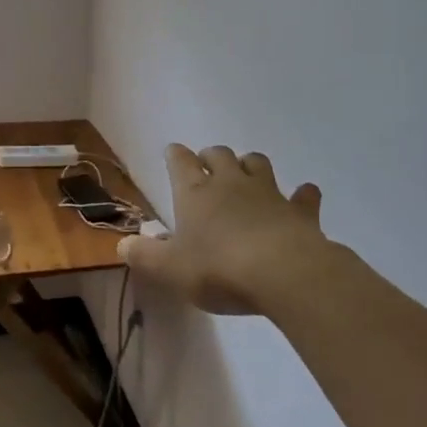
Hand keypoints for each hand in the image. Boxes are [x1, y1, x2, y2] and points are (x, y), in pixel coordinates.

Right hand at [119, 145, 326, 315]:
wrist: (283, 273)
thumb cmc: (218, 269)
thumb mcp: (169, 269)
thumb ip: (144, 256)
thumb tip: (123, 244)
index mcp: (194, 192)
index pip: (180, 161)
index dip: (175, 155)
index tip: (173, 153)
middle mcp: (230, 183)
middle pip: (219, 155)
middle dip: (211, 156)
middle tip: (207, 165)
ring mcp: (268, 193)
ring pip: (258, 164)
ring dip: (250, 165)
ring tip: (246, 174)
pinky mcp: (299, 211)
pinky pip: (303, 195)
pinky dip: (301, 195)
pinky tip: (302, 196)